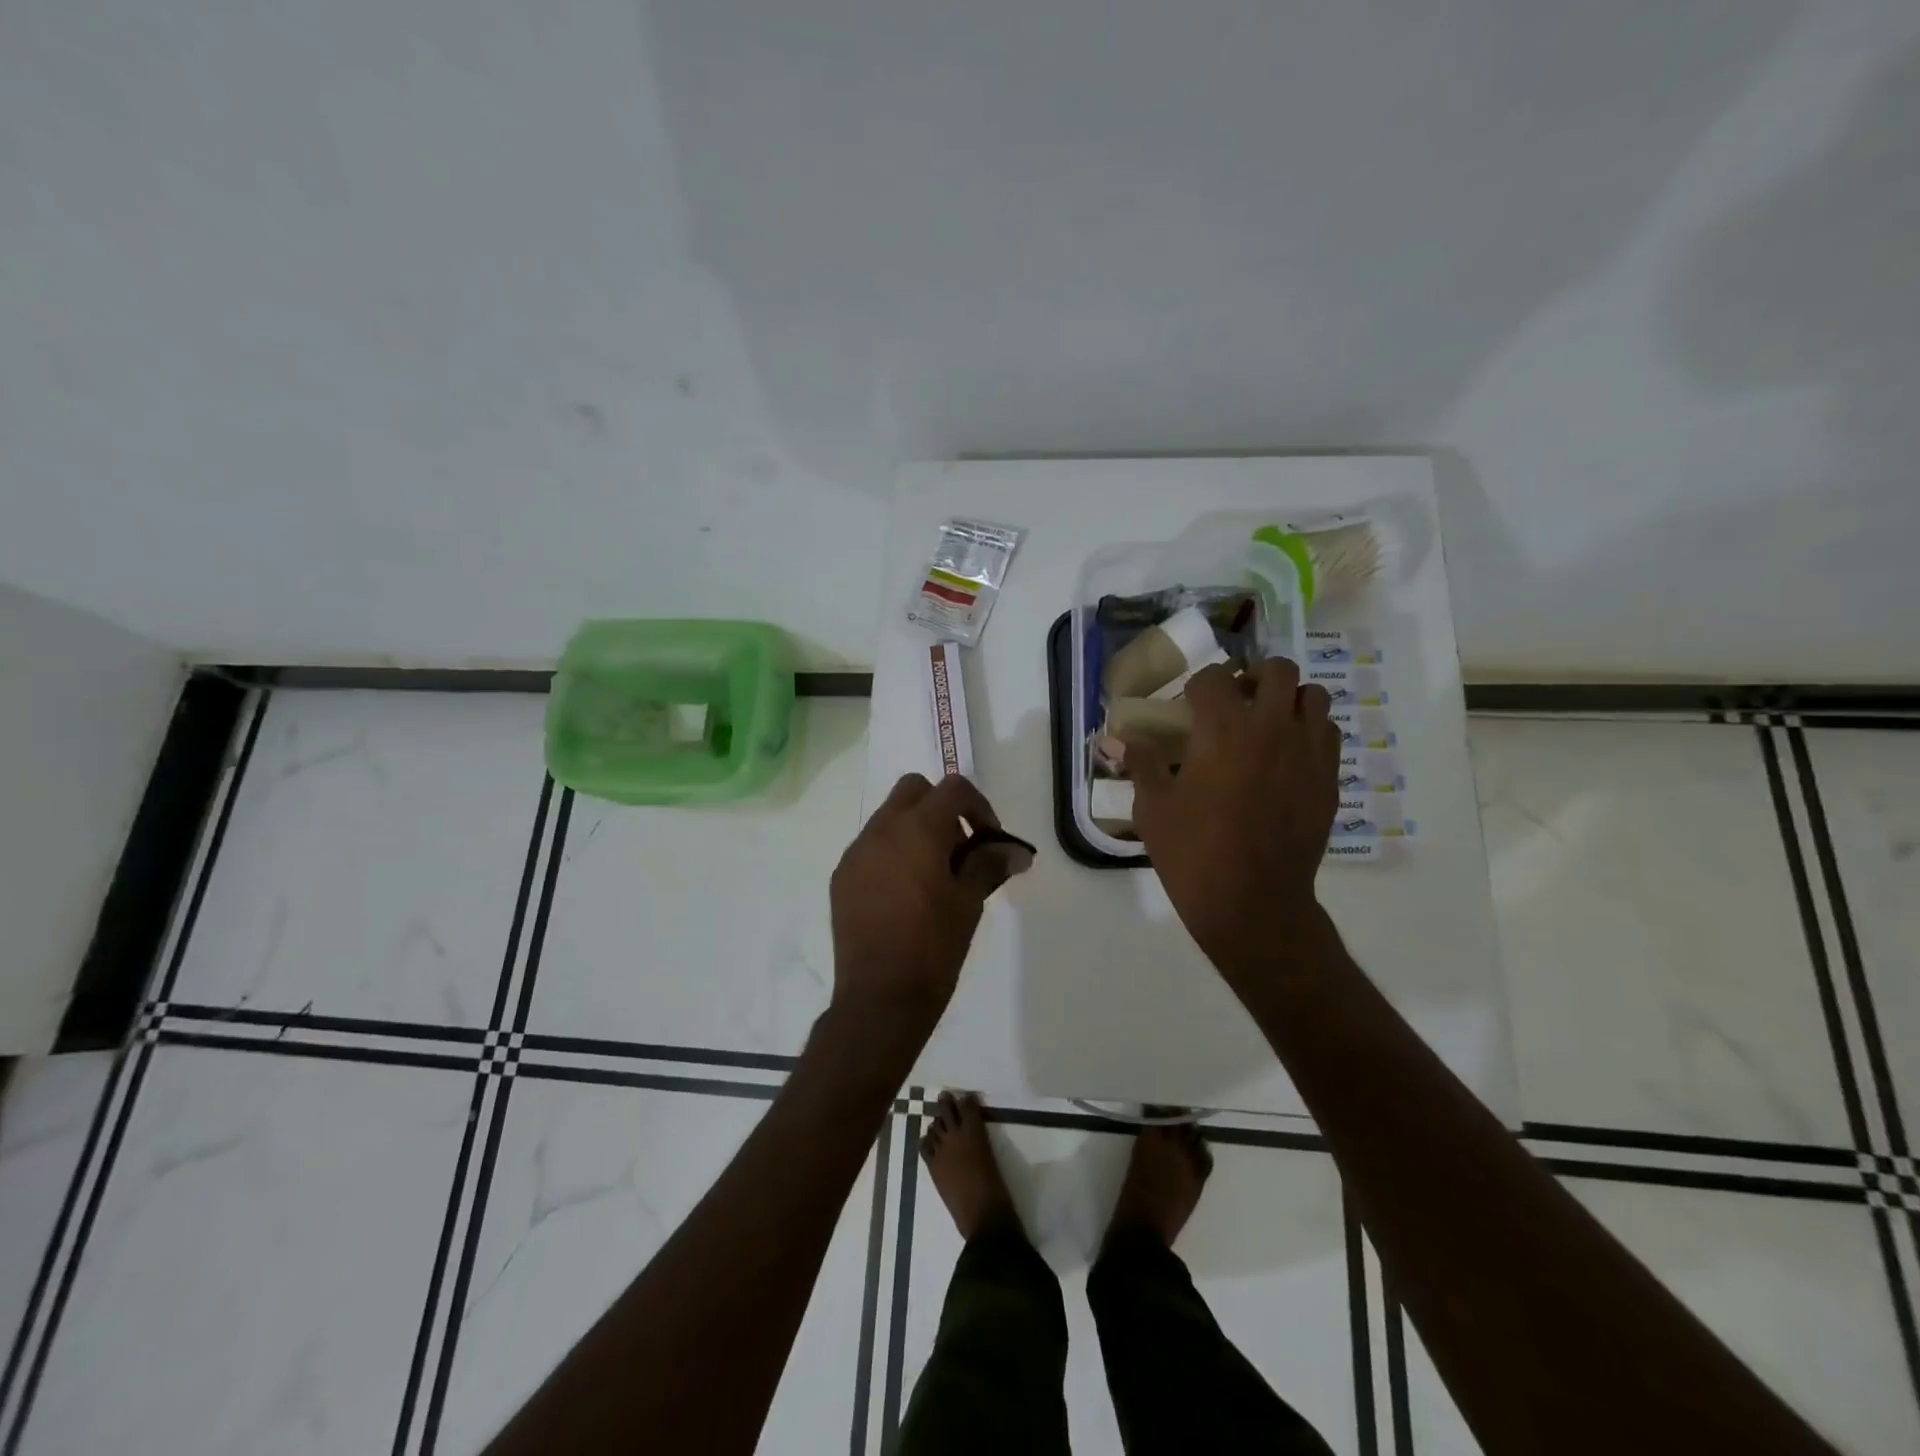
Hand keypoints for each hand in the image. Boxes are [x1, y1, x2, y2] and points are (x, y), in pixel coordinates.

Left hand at [828, 773, 1029, 1038]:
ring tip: (933, 875)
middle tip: (959, 848)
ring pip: (889, 817)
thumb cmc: (934, 946)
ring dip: (915, 830)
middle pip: (914, 790)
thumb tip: (1016, 851)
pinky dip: (892, 853)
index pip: (953, 789)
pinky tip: (904, 894)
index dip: (979, 807)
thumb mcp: (969, 902)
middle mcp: (881, 830)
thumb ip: (990, 864)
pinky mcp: (841, 877)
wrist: (880, 997)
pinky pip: (870, 847)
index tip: (989, 841)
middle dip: (941, 808)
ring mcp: (856, 853)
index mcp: (917, 829)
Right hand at [1121, 658, 1339, 983]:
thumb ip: (1142, 763)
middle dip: (1253, 677)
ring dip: (1288, 699)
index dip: (1198, 685)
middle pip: (1276, 670)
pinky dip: (1309, 731)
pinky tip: (1287, 756)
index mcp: (1223, 729)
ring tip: (1267, 723)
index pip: (1215, 677)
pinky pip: (1328, 733)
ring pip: (1313, 696)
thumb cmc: (1193, 852)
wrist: (1252, 901)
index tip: (1189, 704)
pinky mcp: (1328, 779)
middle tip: (1235, 701)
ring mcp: (1308, 752)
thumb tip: (1119, 739)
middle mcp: (1272, 728)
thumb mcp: (1154, 807)